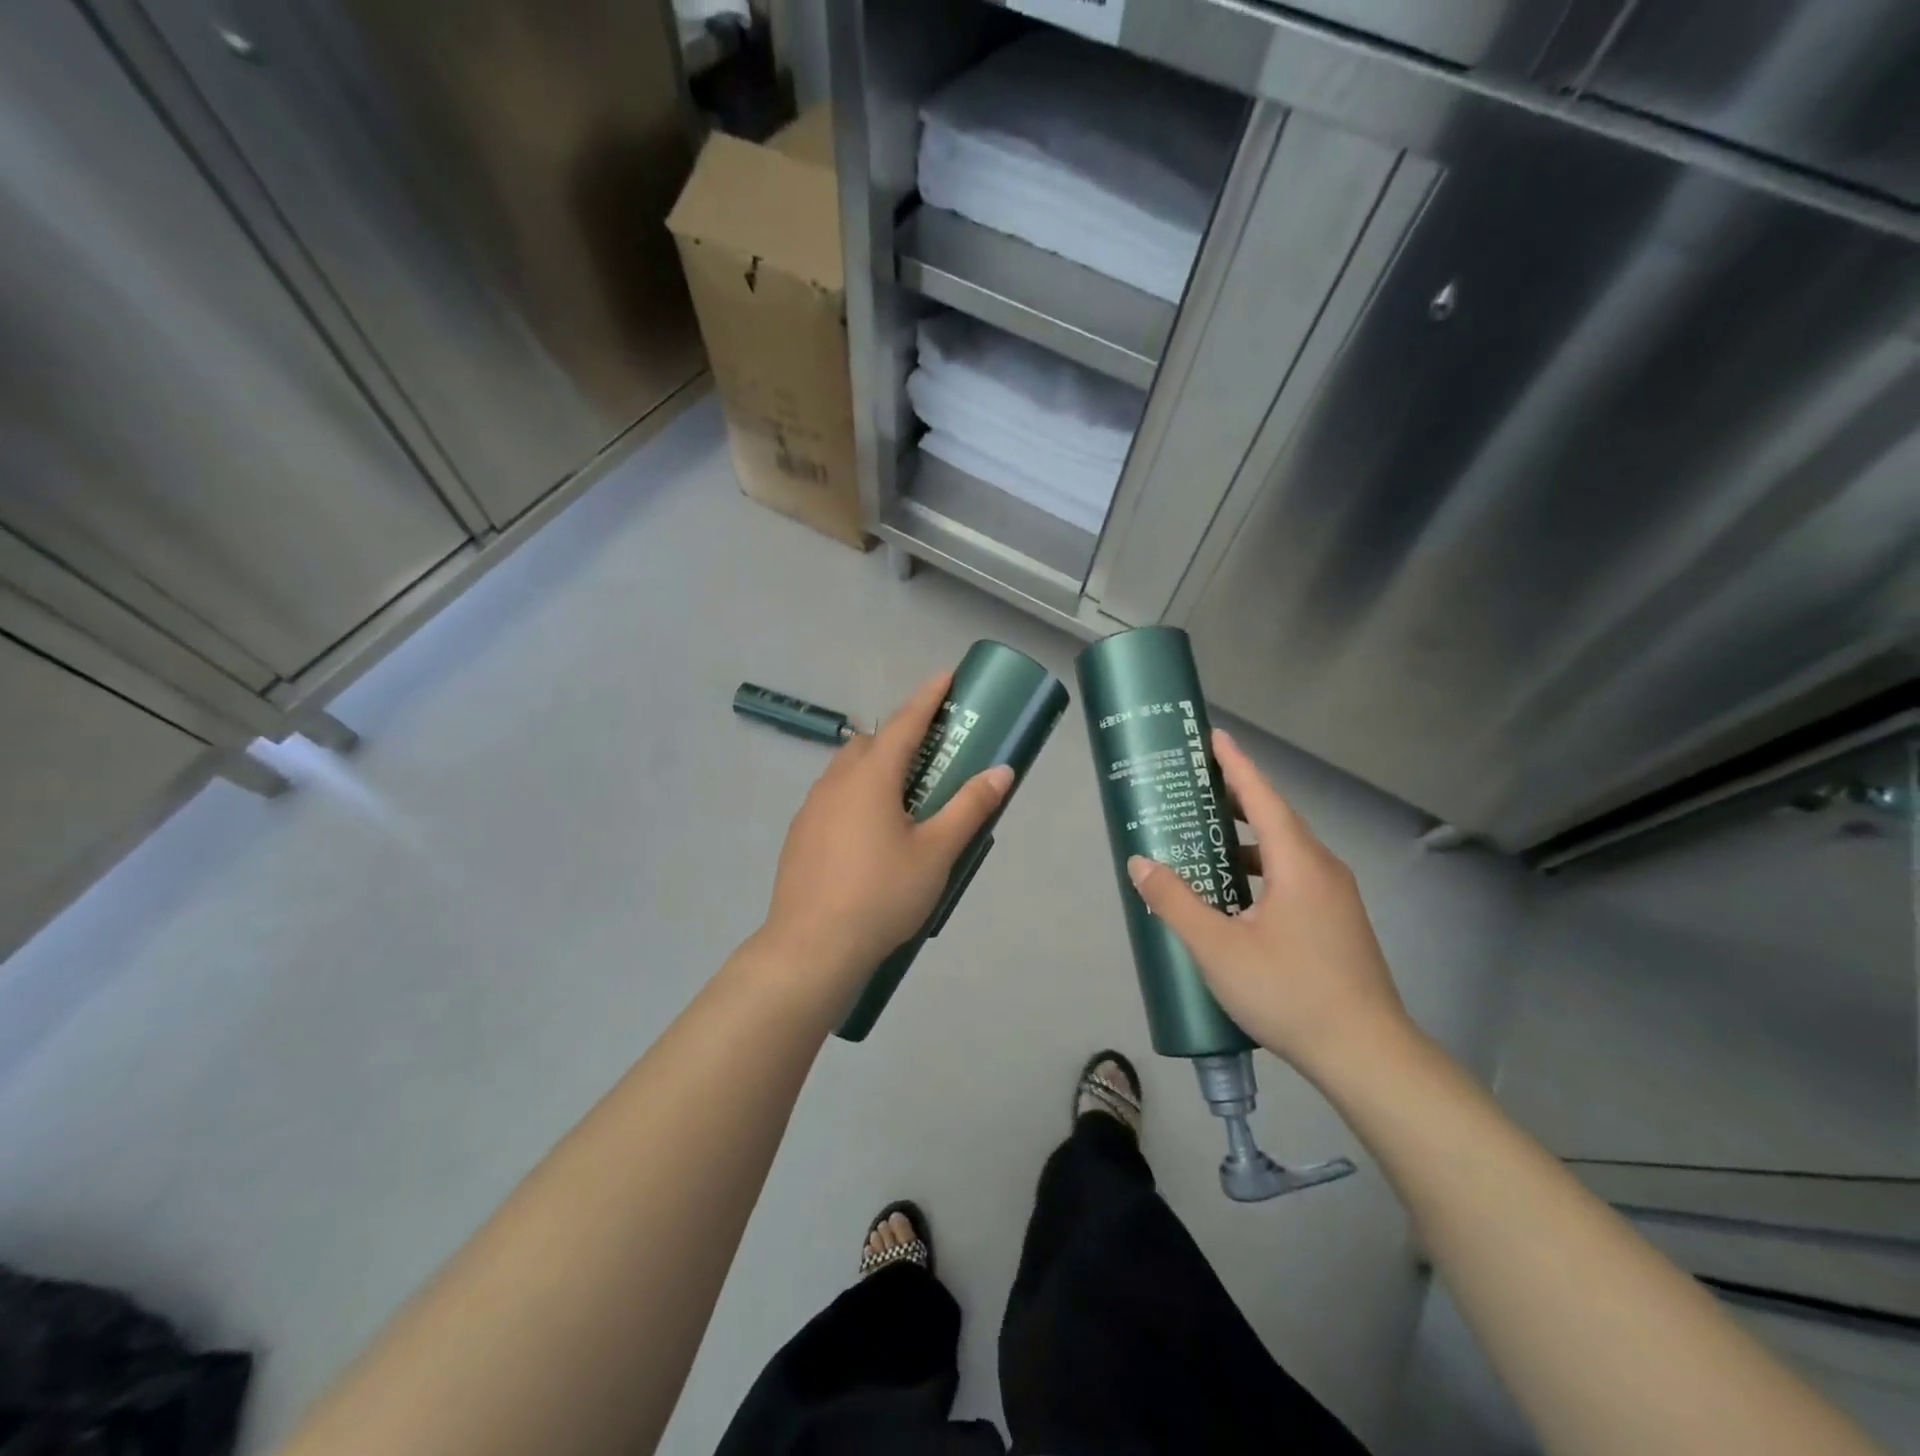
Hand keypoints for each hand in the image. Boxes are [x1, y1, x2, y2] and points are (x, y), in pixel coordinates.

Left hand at [758, 672, 1012, 997]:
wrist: (812, 947)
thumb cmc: (882, 894)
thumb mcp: (937, 851)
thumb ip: (969, 807)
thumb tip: (1001, 772)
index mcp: (871, 776)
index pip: (905, 722)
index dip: (928, 697)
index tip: (947, 677)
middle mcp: (836, 781)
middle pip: (871, 742)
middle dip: (901, 736)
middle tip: (932, 753)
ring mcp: (812, 807)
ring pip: (848, 769)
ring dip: (876, 766)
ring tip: (904, 796)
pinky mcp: (800, 834)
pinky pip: (833, 797)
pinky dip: (856, 795)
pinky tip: (870, 833)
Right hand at [1126, 728, 1410, 1080]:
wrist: (1367, 1054)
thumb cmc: (1289, 992)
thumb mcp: (1217, 948)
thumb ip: (1175, 902)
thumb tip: (1140, 862)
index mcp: (1298, 863)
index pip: (1263, 797)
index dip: (1236, 765)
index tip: (1214, 737)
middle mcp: (1322, 869)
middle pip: (1275, 819)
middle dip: (1237, 798)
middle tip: (1197, 787)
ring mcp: (1335, 897)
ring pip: (1285, 851)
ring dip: (1246, 839)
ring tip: (1207, 840)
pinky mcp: (1337, 922)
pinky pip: (1293, 876)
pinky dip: (1260, 868)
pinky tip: (1236, 895)